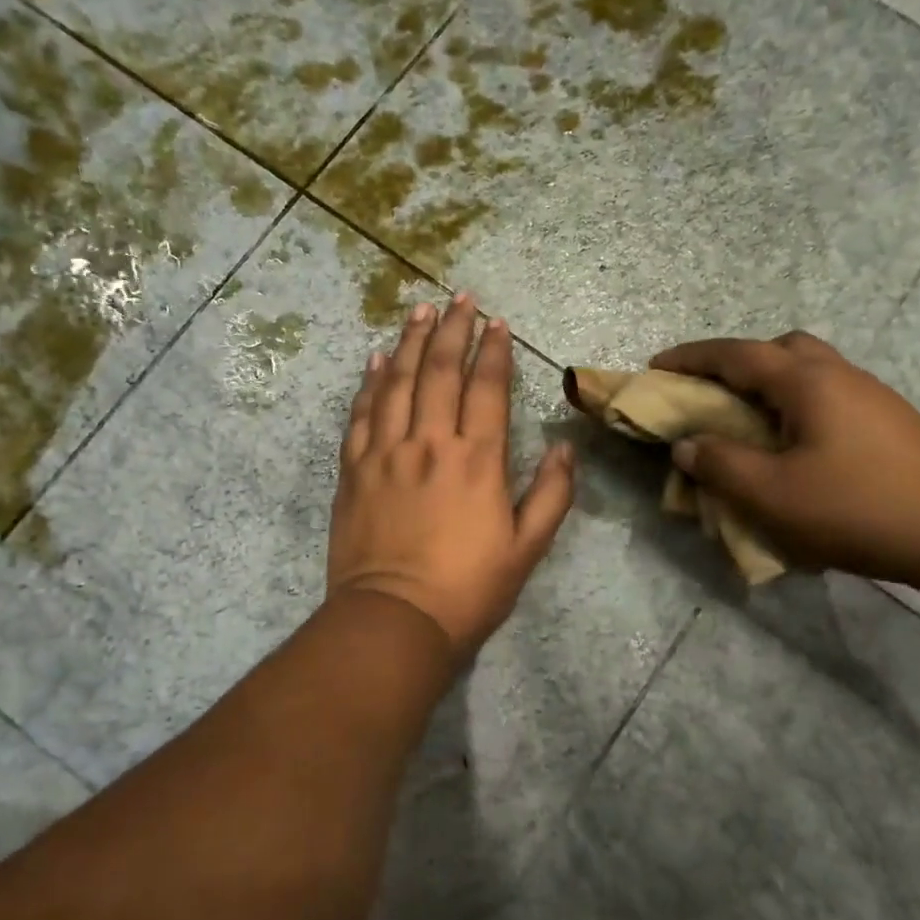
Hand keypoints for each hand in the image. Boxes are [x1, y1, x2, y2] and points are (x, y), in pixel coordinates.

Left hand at [328, 294, 575, 658]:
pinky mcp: (353, 471)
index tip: (496, 323)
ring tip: (420, 312)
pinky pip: (361, 415)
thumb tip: (566, 448)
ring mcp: (386, 454)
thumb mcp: (527, 548)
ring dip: (411, 343)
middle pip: (441, 372)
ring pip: (398, 383)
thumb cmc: (469, 589)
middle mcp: (430, 444)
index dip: (493, 351)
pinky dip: (370, 384)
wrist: (396, 620)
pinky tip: (376, 361)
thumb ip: (552, 495)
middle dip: (453, 330)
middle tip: (459, 299)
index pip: (486, 388)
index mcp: (478, 460)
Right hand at [652, 333, 919, 588]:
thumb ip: (720, 464)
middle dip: (735, 363)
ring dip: (767, 386)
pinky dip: (793, 408)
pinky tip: (791, 449)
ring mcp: (868, 397)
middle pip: (778, 349)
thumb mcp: (772, 493)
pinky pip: (824, 399)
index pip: (735, 354)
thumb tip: (687, 444)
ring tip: (745, 425)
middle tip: (710, 395)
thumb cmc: (858, 507)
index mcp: (805, 381)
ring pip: (806, 372)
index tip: (656, 366)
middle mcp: (837, 375)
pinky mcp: (885, 423)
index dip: (690, 358)